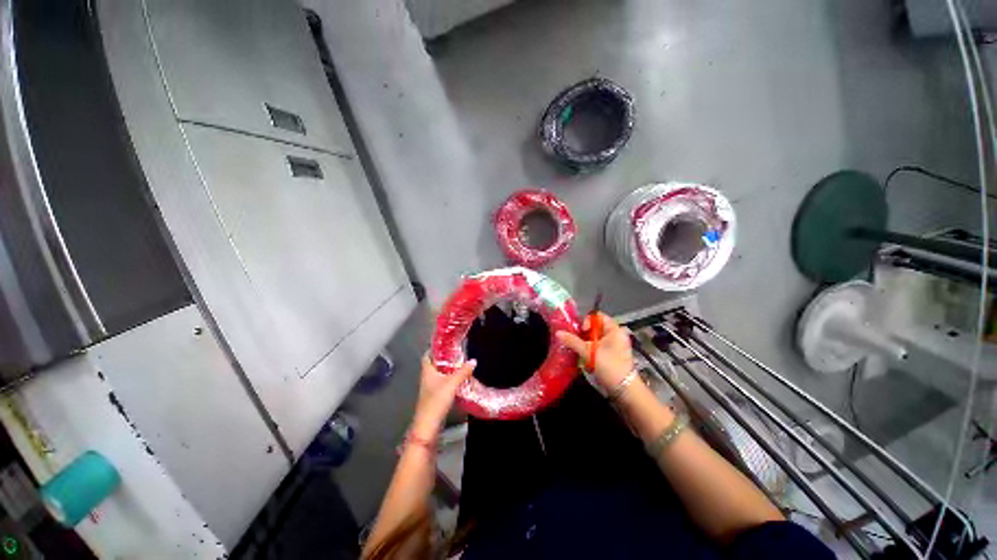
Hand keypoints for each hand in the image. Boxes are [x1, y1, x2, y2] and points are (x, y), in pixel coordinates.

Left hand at [411, 354, 475, 438]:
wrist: (428, 426)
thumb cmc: (436, 401)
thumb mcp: (452, 383)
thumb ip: (463, 372)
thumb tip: (473, 360)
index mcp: (427, 371)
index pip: (427, 355)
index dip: (434, 348)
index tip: (445, 343)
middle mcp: (427, 378)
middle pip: (434, 364)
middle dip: (444, 359)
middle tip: (457, 353)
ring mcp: (430, 389)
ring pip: (439, 375)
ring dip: (448, 370)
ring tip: (460, 365)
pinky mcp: (435, 398)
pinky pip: (443, 384)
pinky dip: (450, 380)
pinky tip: (459, 381)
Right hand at [556, 312, 634, 390]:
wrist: (625, 391)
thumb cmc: (610, 367)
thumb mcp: (589, 352)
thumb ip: (573, 341)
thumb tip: (558, 333)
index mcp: (614, 329)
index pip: (597, 316)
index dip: (587, 321)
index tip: (581, 332)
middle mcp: (615, 335)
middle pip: (594, 327)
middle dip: (583, 334)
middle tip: (575, 342)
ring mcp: (614, 345)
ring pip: (594, 338)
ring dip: (585, 343)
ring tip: (578, 351)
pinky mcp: (611, 355)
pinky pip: (597, 347)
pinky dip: (589, 350)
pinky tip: (584, 358)